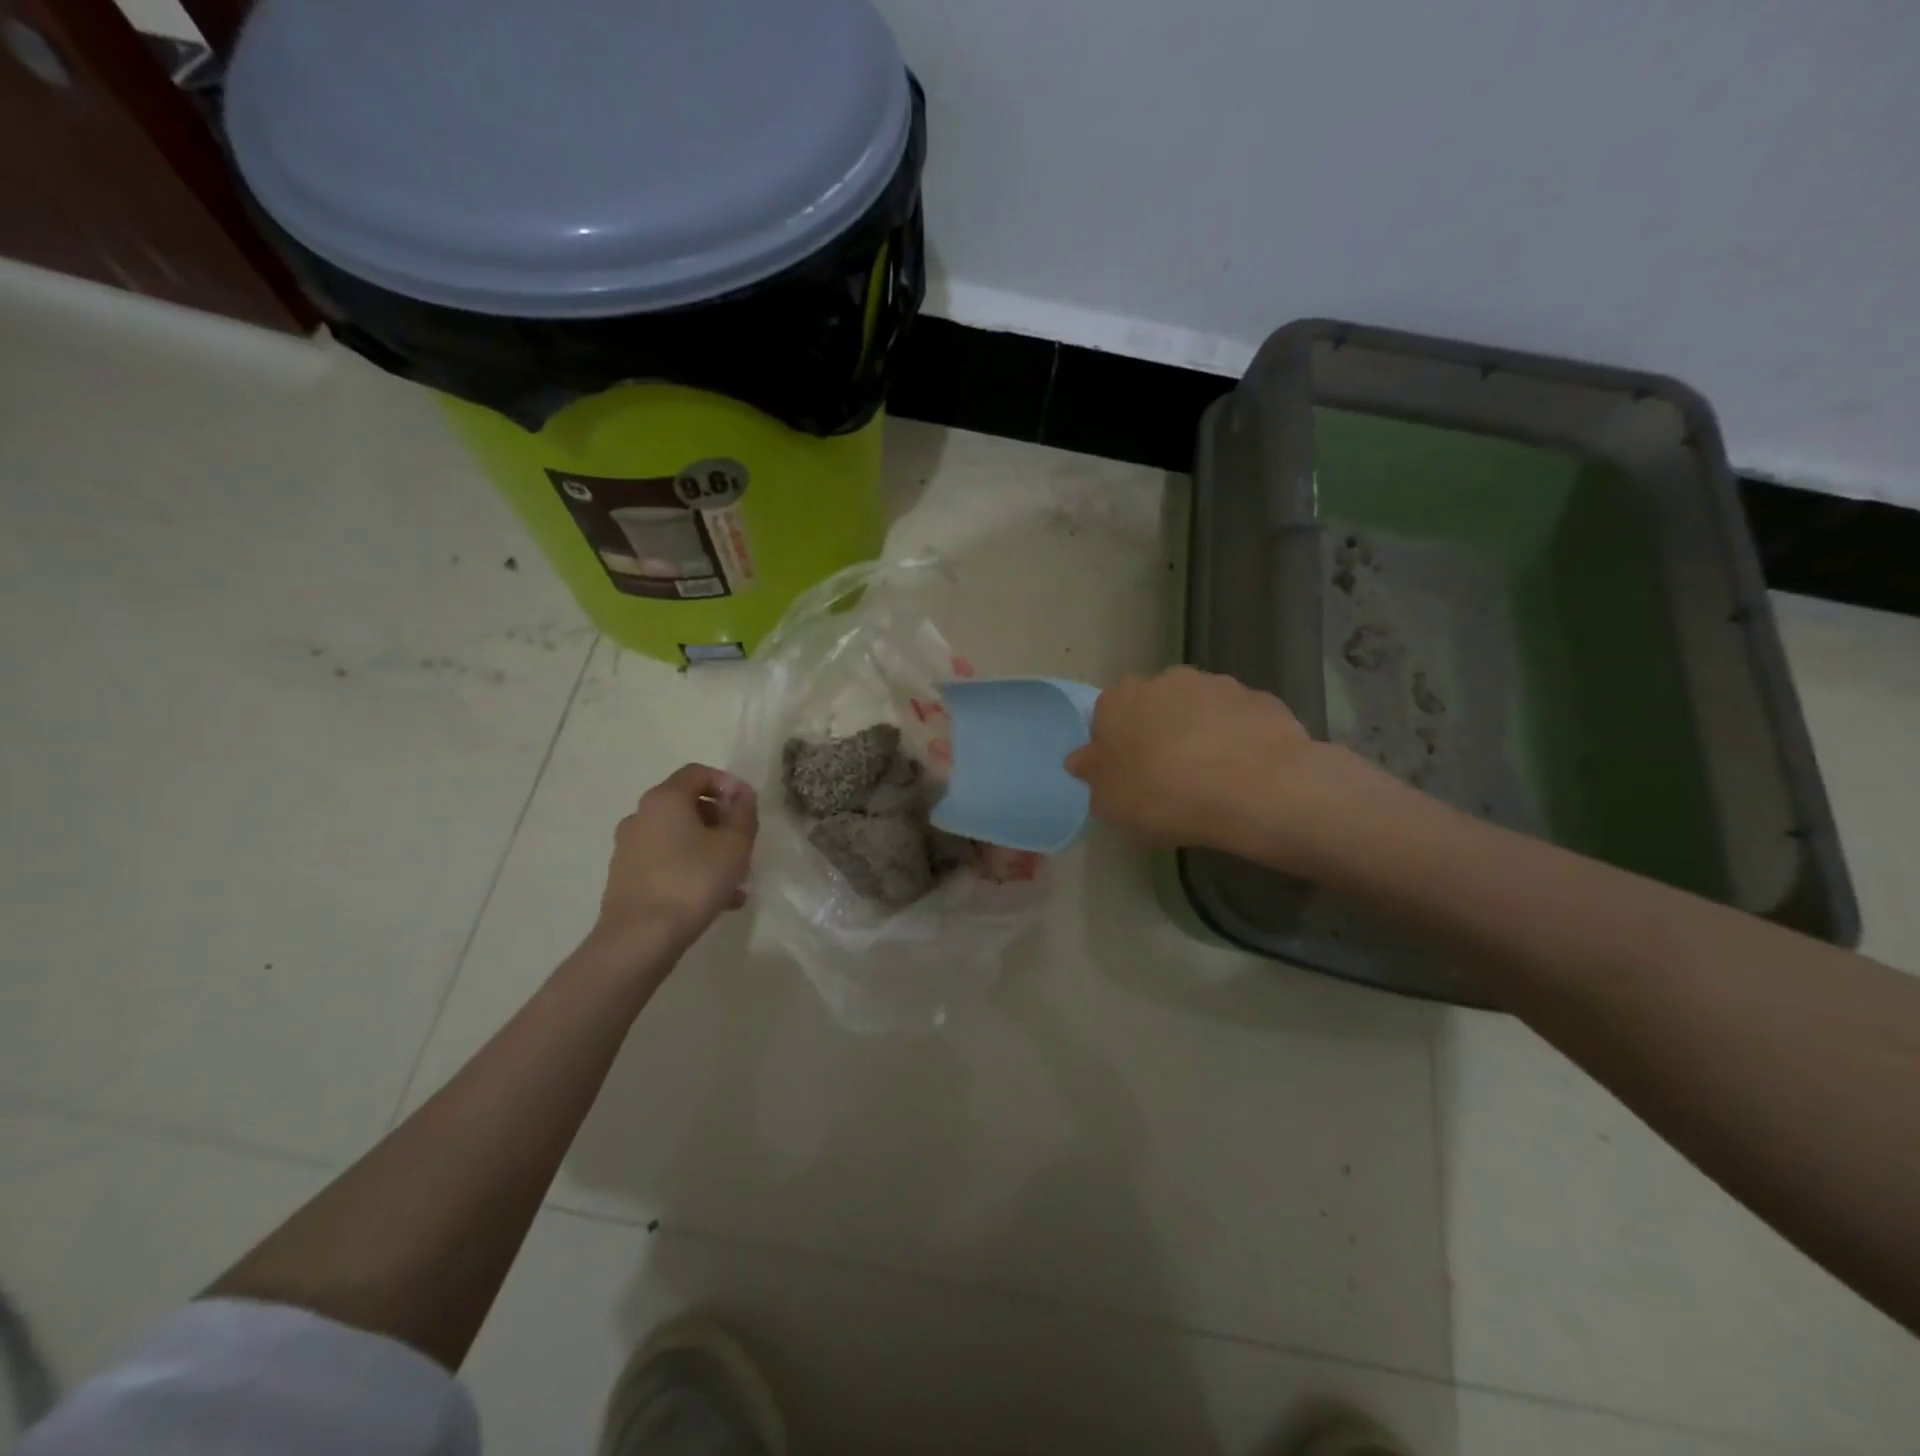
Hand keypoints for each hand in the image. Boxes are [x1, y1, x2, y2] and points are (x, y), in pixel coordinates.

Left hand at [591, 764, 757, 959]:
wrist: (639, 939)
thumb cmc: (692, 881)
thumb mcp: (734, 845)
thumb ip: (744, 814)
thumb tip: (741, 796)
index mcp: (664, 799)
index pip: (698, 773)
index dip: (728, 783)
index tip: (749, 806)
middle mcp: (641, 816)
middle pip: (687, 805)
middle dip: (720, 819)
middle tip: (744, 842)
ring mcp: (629, 848)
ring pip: (678, 837)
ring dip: (709, 848)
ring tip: (737, 877)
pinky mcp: (626, 878)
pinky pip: (667, 863)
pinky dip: (692, 870)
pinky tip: (720, 899)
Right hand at [1065, 667, 1325, 852]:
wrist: (1255, 787)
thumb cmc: (1163, 794)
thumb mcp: (1109, 801)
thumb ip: (1092, 774)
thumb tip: (1082, 758)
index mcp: (1120, 699)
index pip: (1106, 713)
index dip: (1115, 743)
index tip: (1125, 773)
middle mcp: (1166, 680)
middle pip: (1154, 705)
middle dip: (1158, 732)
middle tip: (1166, 775)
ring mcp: (1217, 685)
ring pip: (1199, 709)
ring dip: (1199, 733)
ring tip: (1210, 777)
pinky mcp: (1261, 699)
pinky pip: (1238, 721)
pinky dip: (1237, 740)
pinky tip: (1243, 773)